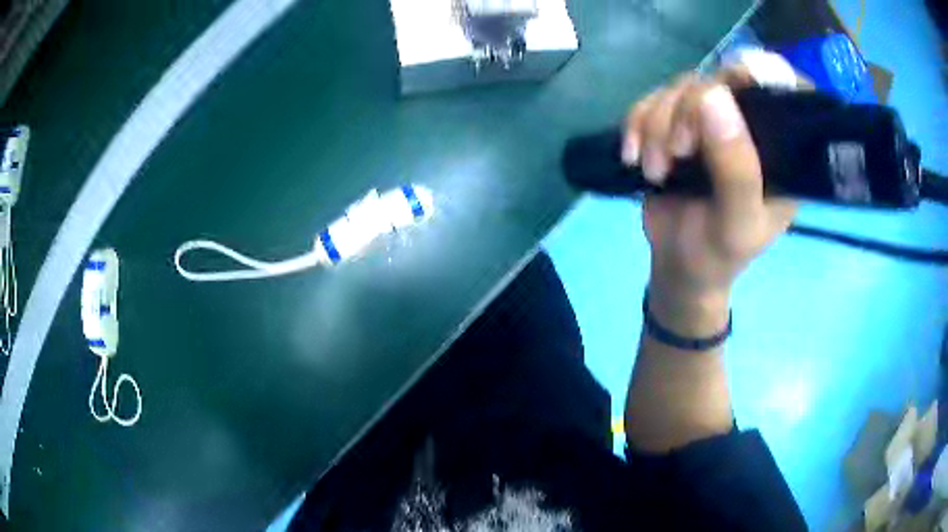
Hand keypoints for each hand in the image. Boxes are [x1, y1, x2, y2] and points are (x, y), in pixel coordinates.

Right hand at [622, 72, 795, 333]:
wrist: (678, 265)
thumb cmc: (718, 254)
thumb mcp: (736, 224)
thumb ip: (737, 169)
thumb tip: (714, 95)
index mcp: (781, 149)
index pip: (783, 89)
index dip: (759, 73)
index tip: (731, 86)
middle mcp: (750, 124)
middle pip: (721, 78)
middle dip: (688, 109)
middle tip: (676, 151)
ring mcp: (713, 120)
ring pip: (682, 86)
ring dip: (657, 122)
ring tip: (654, 169)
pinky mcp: (678, 122)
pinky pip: (654, 99)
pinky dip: (637, 122)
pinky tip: (633, 154)